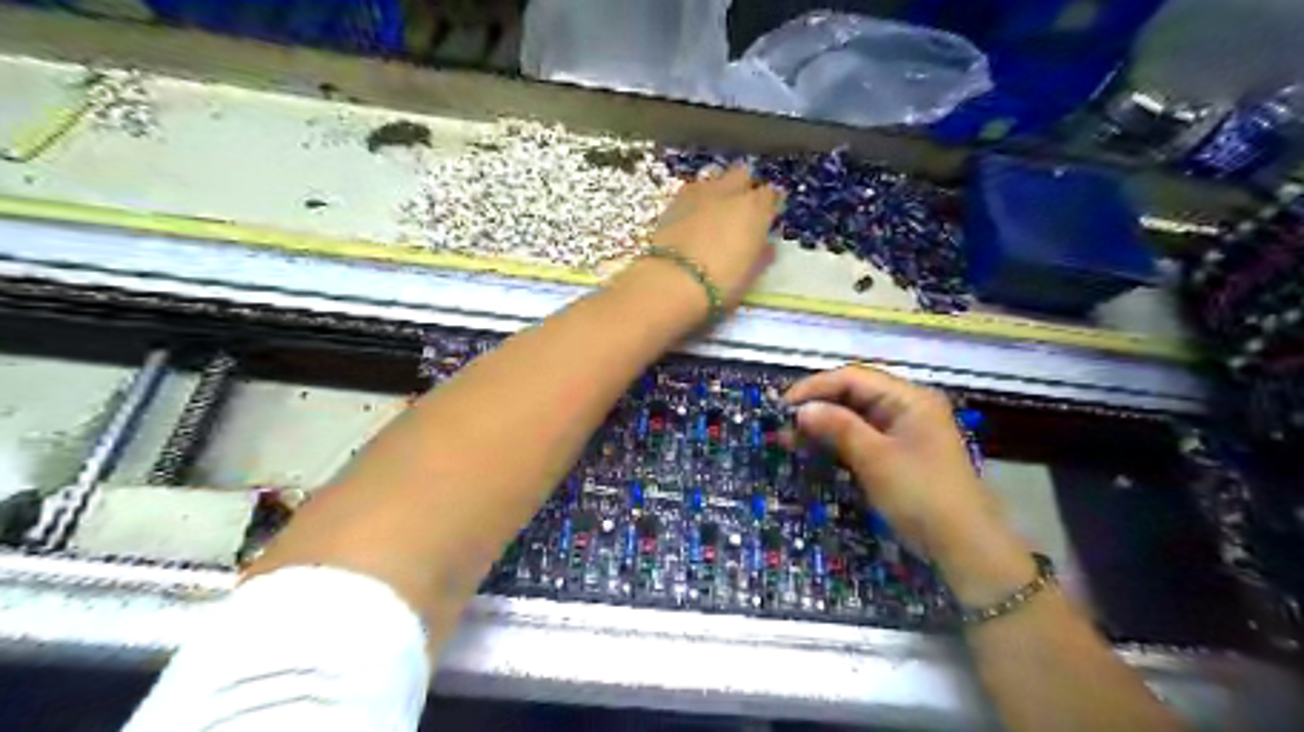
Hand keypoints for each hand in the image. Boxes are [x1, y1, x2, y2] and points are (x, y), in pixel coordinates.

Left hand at [651, 162, 782, 308]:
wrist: (673, 281)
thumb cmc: (721, 283)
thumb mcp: (751, 274)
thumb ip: (761, 253)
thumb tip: (766, 245)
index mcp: (755, 209)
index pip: (771, 194)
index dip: (770, 204)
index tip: (767, 216)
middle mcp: (730, 191)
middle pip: (742, 175)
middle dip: (744, 187)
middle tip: (741, 209)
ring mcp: (700, 192)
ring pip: (715, 178)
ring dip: (718, 190)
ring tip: (714, 211)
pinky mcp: (674, 200)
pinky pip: (692, 191)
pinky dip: (696, 200)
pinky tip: (692, 216)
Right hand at [783, 363, 1007, 559]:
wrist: (963, 547)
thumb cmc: (921, 495)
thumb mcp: (876, 459)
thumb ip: (838, 427)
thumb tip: (801, 409)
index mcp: (908, 398)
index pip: (852, 378)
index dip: (815, 387)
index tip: (782, 406)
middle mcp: (906, 406)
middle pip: (852, 394)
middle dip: (816, 406)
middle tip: (781, 425)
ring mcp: (902, 430)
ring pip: (853, 416)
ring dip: (822, 424)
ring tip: (789, 438)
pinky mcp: (897, 453)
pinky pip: (860, 437)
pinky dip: (836, 441)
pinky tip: (812, 449)